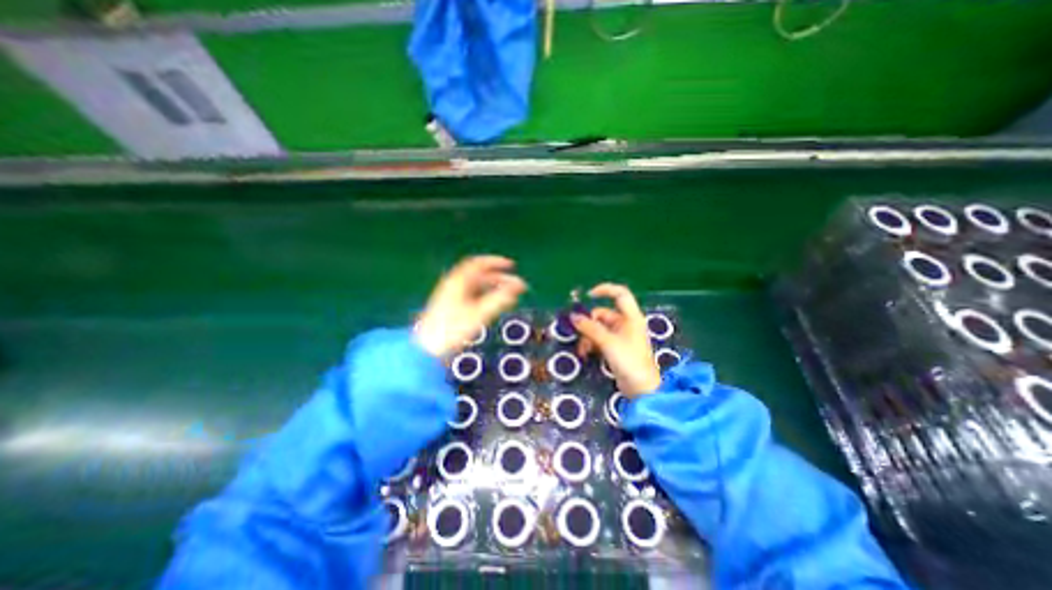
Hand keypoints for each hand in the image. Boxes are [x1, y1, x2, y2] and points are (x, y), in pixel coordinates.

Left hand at [414, 254, 523, 358]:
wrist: (427, 348)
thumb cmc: (452, 330)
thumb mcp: (479, 313)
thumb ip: (499, 299)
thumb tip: (517, 287)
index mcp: (458, 281)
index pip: (478, 263)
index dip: (496, 262)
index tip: (511, 265)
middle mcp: (453, 284)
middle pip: (479, 275)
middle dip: (499, 278)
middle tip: (514, 285)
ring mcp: (451, 295)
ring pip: (476, 285)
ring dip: (493, 287)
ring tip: (508, 295)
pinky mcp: (450, 306)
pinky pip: (472, 294)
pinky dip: (485, 295)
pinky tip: (493, 304)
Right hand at [572, 283, 658, 397]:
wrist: (641, 389)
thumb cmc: (629, 361)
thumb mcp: (608, 342)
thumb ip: (590, 328)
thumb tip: (573, 317)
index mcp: (631, 317)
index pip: (620, 294)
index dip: (605, 290)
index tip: (588, 295)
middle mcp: (626, 324)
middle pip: (603, 314)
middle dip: (589, 323)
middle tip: (577, 333)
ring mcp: (621, 336)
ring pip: (599, 328)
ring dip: (588, 336)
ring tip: (582, 350)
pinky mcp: (616, 348)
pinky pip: (600, 339)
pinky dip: (592, 344)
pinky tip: (586, 353)